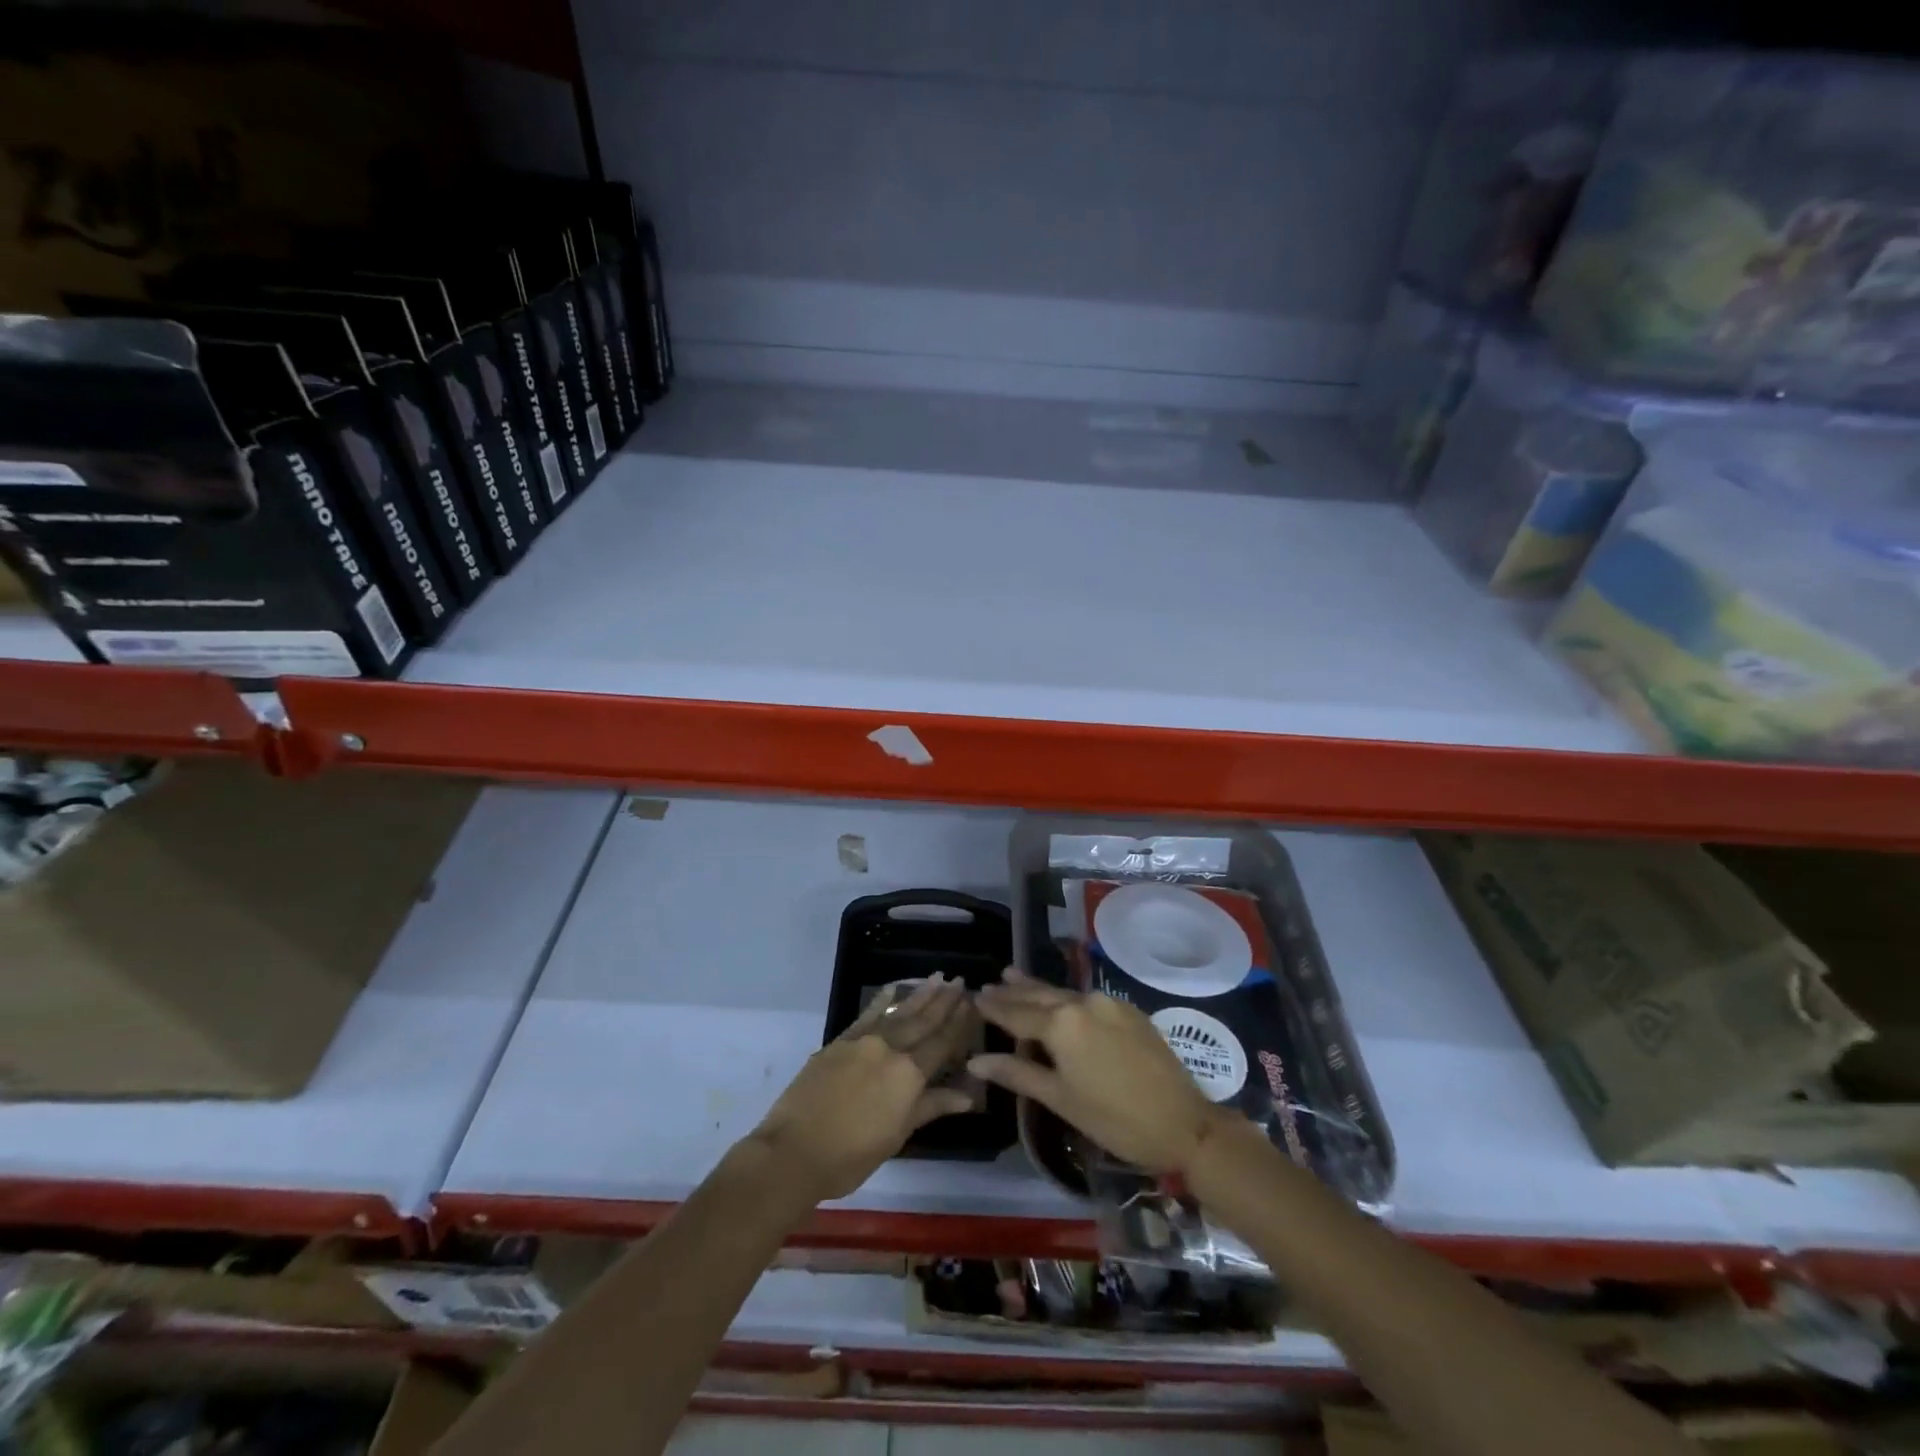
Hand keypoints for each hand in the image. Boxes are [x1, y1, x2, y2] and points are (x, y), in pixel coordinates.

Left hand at [748, 975, 977, 1202]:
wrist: (794, 1151)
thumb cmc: (851, 1155)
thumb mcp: (898, 1135)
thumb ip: (931, 1106)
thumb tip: (968, 1094)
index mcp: (909, 1074)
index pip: (942, 1043)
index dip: (959, 1023)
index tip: (973, 1002)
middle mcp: (890, 1049)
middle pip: (923, 1021)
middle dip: (944, 1001)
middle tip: (961, 981)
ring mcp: (863, 1041)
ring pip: (898, 1012)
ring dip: (920, 994)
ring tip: (937, 978)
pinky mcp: (840, 1041)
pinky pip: (867, 1014)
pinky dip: (882, 1000)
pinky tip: (893, 988)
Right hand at [970, 969, 1225, 1175]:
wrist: (1184, 1123)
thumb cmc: (1114, 1119)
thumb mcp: (1060, 1099)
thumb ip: (1017, 1074)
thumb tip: (974, 1061)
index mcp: (1062, 1023)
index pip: (1017, 1012)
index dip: (994, 1007)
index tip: (974, 997)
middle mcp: (1083, 1001)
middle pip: (1039, 995)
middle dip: (1014, 991)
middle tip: (990, 984)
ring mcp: (1108, 1002)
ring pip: (1063, 993)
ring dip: (1037, 989)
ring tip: (1012, 976)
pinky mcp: (1129, 1010)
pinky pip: (1086, 999)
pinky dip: (1064, 998)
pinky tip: (1057, 1000)